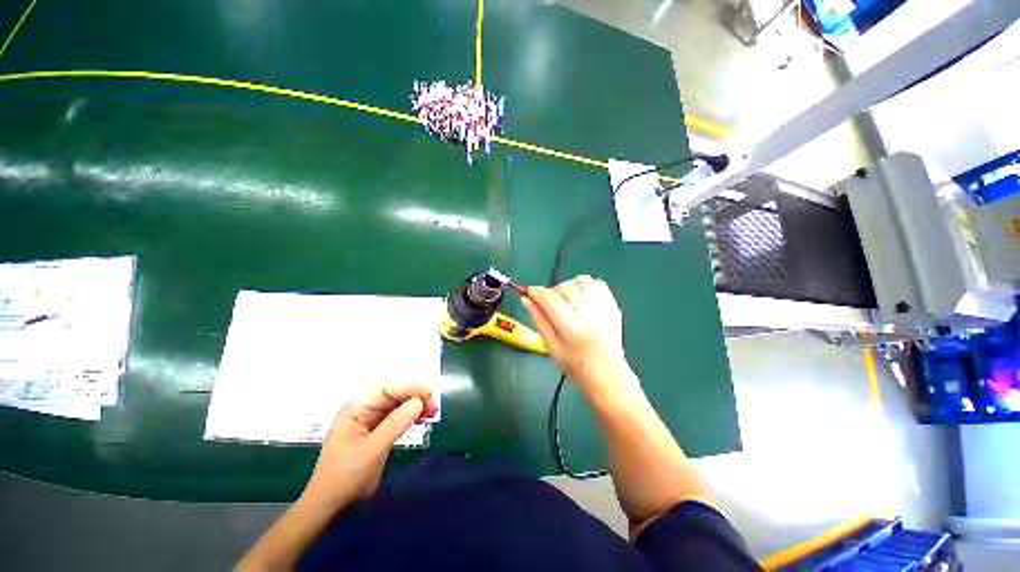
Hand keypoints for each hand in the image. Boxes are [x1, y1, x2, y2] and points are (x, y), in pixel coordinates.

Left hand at [302, 383, 437, 509]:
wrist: (329, 507)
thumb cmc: (345, 477)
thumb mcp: (372, 450)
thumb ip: (395, 424)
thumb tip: (419, 401)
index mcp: (355, 409)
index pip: (386, 389)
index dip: (409, 388)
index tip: (429, 395)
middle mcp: (363, 411)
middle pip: (393, 395)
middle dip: (414, 397)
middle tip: (434, 406)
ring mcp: (369, 422)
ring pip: (397, 405)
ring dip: (415, 406)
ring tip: (432, 413)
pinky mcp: (376, 433)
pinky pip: (396, 418)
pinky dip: (410, 417)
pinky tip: (421, 420)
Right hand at [522, 275, 633, 391]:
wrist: (607, 374)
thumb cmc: (575, 364)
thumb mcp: (551, 345)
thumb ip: (539, 319)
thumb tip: (526, 299)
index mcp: (572, 326)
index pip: (550, 298)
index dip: (536, 292)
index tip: (530, 292)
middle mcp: (589, 312)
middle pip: (564, 287)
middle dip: (552, 292)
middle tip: (550, 305)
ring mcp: (604, 307)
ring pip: (581, 280)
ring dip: (570, 286)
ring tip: (568, 300)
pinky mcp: (613, 305)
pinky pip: (597, 283)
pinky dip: (586, 287)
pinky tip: (582, 299)